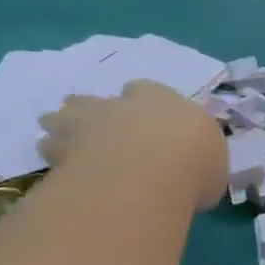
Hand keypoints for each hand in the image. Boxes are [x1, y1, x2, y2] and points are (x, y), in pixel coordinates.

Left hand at [37, 81, 227, 211]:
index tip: (139, 116)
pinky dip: (52, 154)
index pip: (145, 90)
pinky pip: (50, 147)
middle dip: (93, 109)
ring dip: (62, 125)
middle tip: (91, 125)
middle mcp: (120, 104)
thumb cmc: (193, 163)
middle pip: (98, 98)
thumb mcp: (213, 166)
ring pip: (66, 116)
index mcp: (161, 99)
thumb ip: (197, 162)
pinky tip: (52, 166)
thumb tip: (192, 174)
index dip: (140, 101)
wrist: (150, 172)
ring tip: (57, 138)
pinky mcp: (62, 148)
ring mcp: (87, 122)